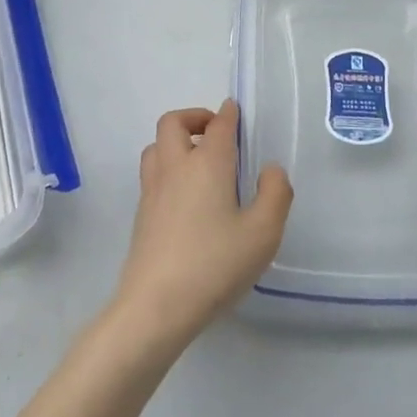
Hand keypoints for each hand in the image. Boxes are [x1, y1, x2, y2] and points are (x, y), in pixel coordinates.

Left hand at [111, 101, 292, 353]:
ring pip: (156, 146)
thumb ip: (275, 194)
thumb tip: (270, 169)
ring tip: (198, 161)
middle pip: (173, 122)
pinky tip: (186, 196)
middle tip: (215, 133)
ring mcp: (153, 190)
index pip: (218, 125)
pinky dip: (167, 168)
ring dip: (175, 142)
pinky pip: (152, 174)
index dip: (228, 114)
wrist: (156, 306)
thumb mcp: (263, 233)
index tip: (234, 110)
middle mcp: (175, 167)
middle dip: (194, 118)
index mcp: (207, 163)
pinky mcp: (141, 214)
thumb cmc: (215, 264)